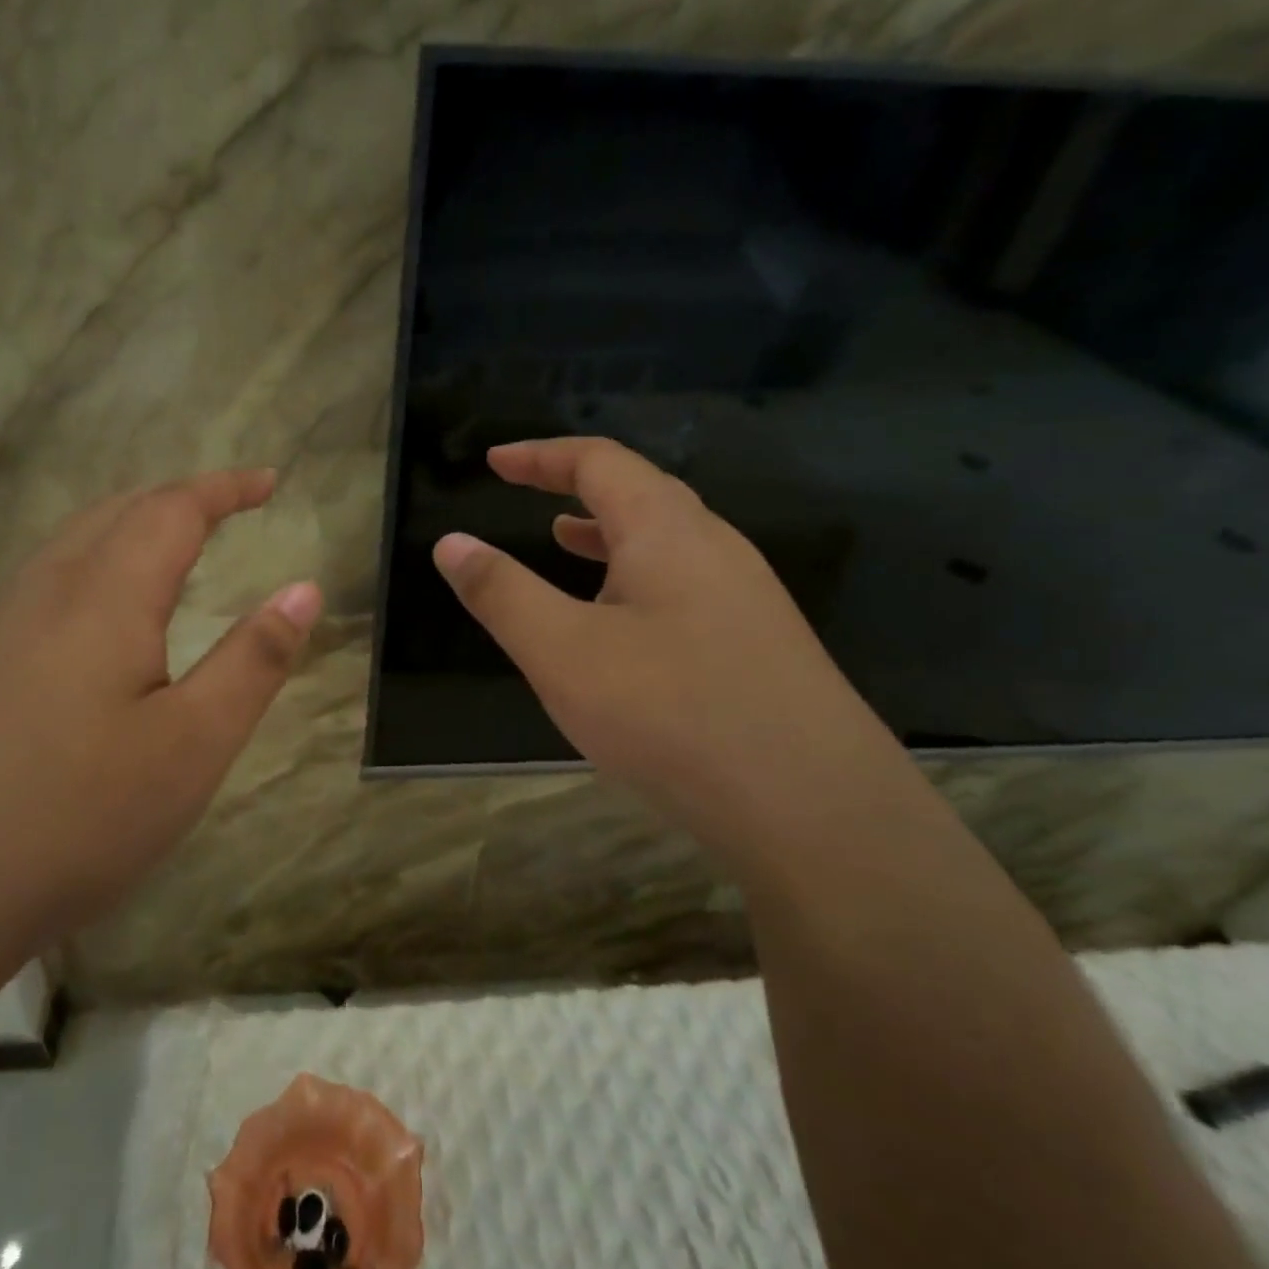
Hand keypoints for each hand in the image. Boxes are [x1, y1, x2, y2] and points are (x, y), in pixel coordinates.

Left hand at [0, 468, 320, 981]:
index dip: (225, 489)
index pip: (172, 510)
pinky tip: (98, 622)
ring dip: (129, 528)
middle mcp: (45, 596)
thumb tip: (304, 588)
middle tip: (226, 509)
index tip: (269, 481)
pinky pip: (44, 588)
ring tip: (171, 548)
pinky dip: (94, 568)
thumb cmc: (74, 816)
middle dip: (177, 499)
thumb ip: (253, 661)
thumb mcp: (192, 744)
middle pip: (114, 514)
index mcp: (105, 597)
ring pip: (71, 547)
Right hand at [432, 438, 911, 863]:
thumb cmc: (673, 715)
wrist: (818, 811)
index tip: (494, 460)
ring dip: (607, 533)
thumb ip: (502, 594)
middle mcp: (715, 548)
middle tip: (524, 493)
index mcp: (667, 531)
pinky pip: (684, 586)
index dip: (540, 456)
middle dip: (574, 486)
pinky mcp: (759, 646)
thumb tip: (450, 543)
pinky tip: (620, 624)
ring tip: (561, 542)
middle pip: (639, 492)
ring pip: (666, 542)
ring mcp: (746, 597)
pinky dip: (635, 580)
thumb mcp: (563, 653)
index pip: (599, 462)